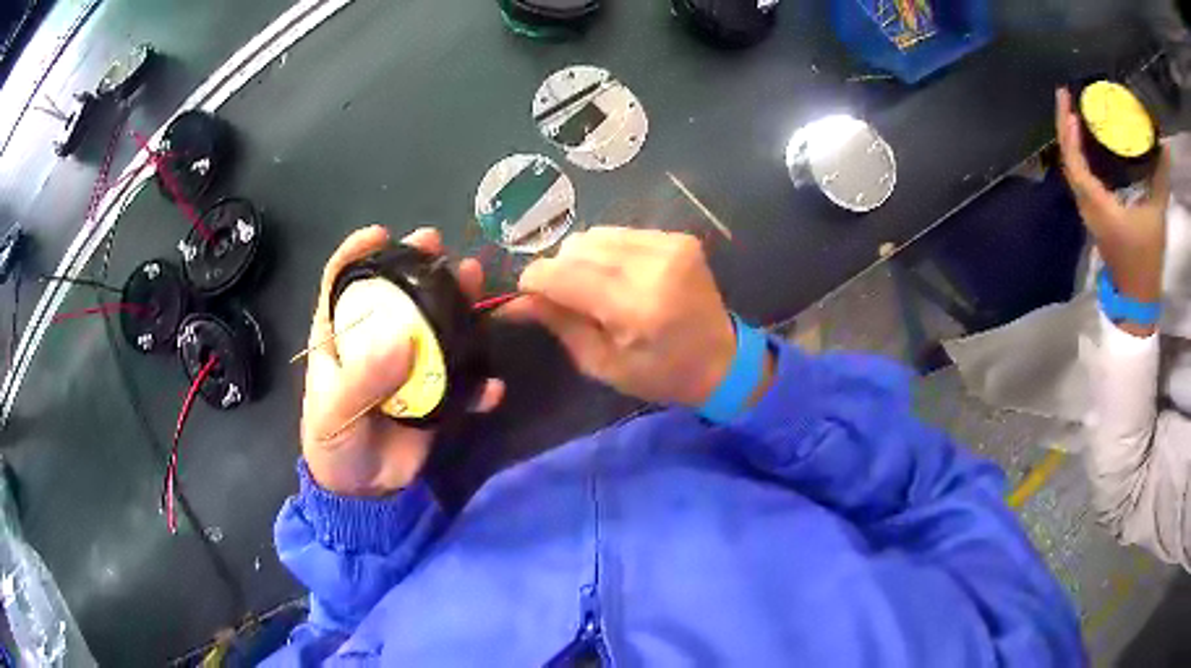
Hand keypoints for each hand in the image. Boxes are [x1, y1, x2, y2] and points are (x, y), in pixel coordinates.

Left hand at [300, 226, 503, 495]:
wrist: (365, 491)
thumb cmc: (334, 445)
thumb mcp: (335, 414)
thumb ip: (363, 380)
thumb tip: (403, 339)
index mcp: (339, 336)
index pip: (340, 283)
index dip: (357, 253)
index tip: (380, 233)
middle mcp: (376, 340)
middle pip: (396, 292)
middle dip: (416, 264)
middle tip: (436, 245)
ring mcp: (409, 365)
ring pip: (436, 324)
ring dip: (458, 304)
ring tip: (476, 281)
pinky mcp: (436, 394)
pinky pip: (462, 382)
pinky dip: (479, 384)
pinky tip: (492, 389)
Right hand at [506, 227, 767, 406]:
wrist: (723, 360)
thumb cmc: (661, 375)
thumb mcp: (603, 364)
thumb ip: (560, 324)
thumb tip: (514, 301)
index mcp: (637, 307)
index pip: (563, 274)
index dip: (535, 281)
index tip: (528, 296)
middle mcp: (654, 266)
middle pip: (577, 248)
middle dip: (560, 271)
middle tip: (568, 299)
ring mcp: (670, 246)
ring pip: (596, 235)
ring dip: (584, 259)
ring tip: (597, 288)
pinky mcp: (679, 238)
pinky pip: (621, 233)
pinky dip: (609, 253)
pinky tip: (621, 276)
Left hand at [1055, 88, 1171, 308]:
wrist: (1138, 299)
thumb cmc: (1147, 259)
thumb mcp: (1157, 216)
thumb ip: (1161, 179)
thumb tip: (1165, 146)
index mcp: (1099, 205)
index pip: (1075, 162)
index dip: (1068, 132)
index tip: (1068, 104)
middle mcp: (1087, 207)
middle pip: (1068, 160)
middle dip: (1063, 126)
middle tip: (1065, 96)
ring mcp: (1088, 213)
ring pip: (1071, 170)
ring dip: (1069, 140)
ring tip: (1071, 111)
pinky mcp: (1094, 217)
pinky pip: (1080, 180)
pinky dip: (1077, 156)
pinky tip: (1083, 142)